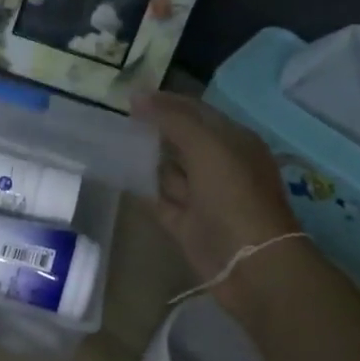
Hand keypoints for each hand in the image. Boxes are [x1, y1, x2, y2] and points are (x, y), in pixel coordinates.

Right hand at [131, 93, 299, 283]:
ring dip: (145, 158)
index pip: (197, 112)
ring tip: (110, 141)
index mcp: (233, 142)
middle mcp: (219, 166)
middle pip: (182, 140)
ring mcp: (203, 197)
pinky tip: (119, 175)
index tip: (130, 96)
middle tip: (116, 117)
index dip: (166, 101)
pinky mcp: (186, 224)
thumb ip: (173, 119)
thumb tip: (138, 96)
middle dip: (154, 129)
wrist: (249, 264)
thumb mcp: (207, 147)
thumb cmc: (234, 197)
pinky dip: (142, 189)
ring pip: (169, 171)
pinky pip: (159, 200)